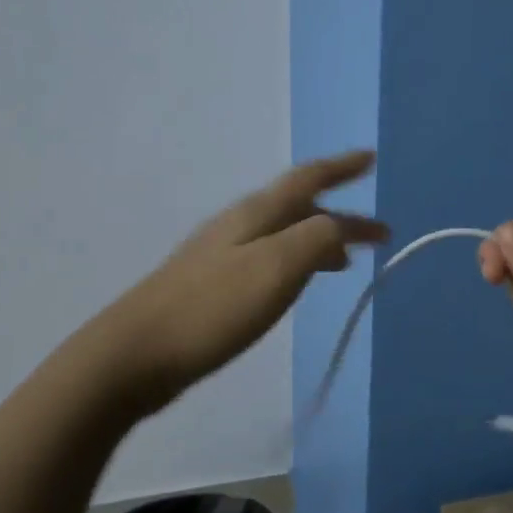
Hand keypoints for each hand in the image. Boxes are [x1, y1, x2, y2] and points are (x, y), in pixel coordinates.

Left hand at [113, 152, 387, 410]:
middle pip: (299, 208)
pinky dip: (297, 262)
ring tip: (347, 260)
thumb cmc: (211, 309)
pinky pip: (270, 259)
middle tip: (378, 233)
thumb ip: (316, 240)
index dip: (341, 167)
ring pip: (285, 234)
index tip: (371, 158)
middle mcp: (238, 225)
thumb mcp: (275, 268)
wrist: (135, 354)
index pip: (307, 179)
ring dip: (321, 240)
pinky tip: (296, 284)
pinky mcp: (212, 285)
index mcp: (255, 214)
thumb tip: (339, 228)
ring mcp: (221, 254)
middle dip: (341, 217)